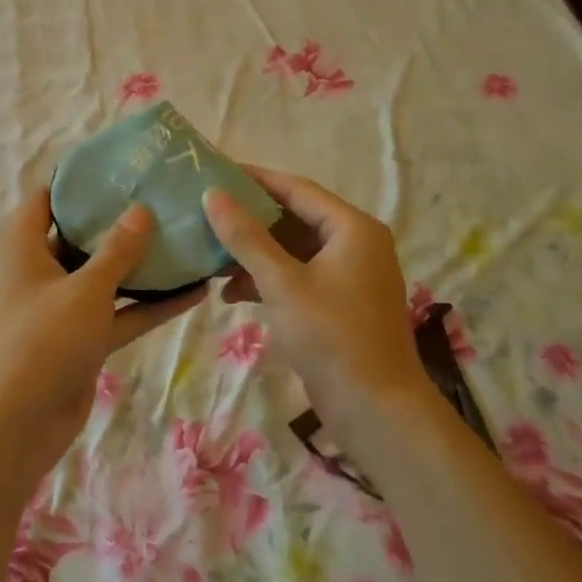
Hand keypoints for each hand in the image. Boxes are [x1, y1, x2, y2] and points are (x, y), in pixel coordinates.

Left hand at [0, 190, 204, 470]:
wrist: (14, 428)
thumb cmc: (41, 342)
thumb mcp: (84, 289)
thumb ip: (117, 249)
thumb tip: (141, 209)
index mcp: (24, 246)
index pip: (48, 198)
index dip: (80, 181)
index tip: (122, 166)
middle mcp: (41, 271)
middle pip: (82, 235)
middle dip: (121, 220)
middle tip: (166, 198)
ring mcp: (62, 307)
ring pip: (106, 276)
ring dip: (142, 265)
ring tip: (187, 239)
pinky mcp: (82, 340)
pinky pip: (119, 313)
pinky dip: (150, 305)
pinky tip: (195, 292)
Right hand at [202, 168, 425, 437]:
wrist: (375, 408)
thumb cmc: (331, 335)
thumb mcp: (282, 283)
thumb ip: (246, 237)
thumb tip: (212, 195)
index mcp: (352, 228)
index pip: (296, 189)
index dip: (254, 180)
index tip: (215, 172)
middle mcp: (355, 243)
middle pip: (294, 219)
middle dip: (249, 222)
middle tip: (206, 215)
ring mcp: (349, 275)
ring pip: (293, 251)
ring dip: (254, 255)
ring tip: (211, 259)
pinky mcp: (339, 304)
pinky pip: (298, 277)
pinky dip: (268, 281)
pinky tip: (232, 294)